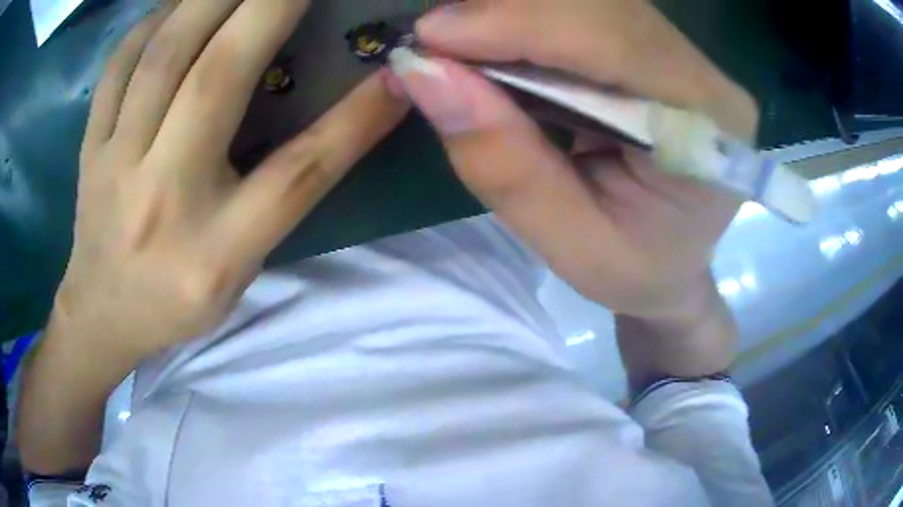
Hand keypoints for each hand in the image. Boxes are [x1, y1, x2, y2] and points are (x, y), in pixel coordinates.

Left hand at [53, 0, 407, 360]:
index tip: (396, 70)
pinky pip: (117, 69)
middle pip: (216, 81)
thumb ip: (282, 198)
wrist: (102, 317)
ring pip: (161, 58)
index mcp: (215, 251)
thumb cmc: (176, 302)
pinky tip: (177, 5)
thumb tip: (334, 129)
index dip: (355, 118)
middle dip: (269, 7)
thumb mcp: (240, 270)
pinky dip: (151, 23)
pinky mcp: (90, 148)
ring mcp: (115, 167)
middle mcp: (163, 200)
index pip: (297, 174)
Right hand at [391, 0, 758, 320]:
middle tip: (433, 42)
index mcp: (708, 131)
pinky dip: (527, 20)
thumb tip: (427, 77)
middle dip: (507, 12)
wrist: (675, 262)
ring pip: (591, 3)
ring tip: (455, 46)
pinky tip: (491, 43)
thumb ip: (506, 165)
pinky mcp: (655, 48)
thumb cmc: (637, 269)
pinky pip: (586, 14)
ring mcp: (682, 55)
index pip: (618, 43)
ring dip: (511, 13)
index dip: (523, 25)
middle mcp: (704, 75)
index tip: (432, 38)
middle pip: (602, 7)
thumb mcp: (573, 246)